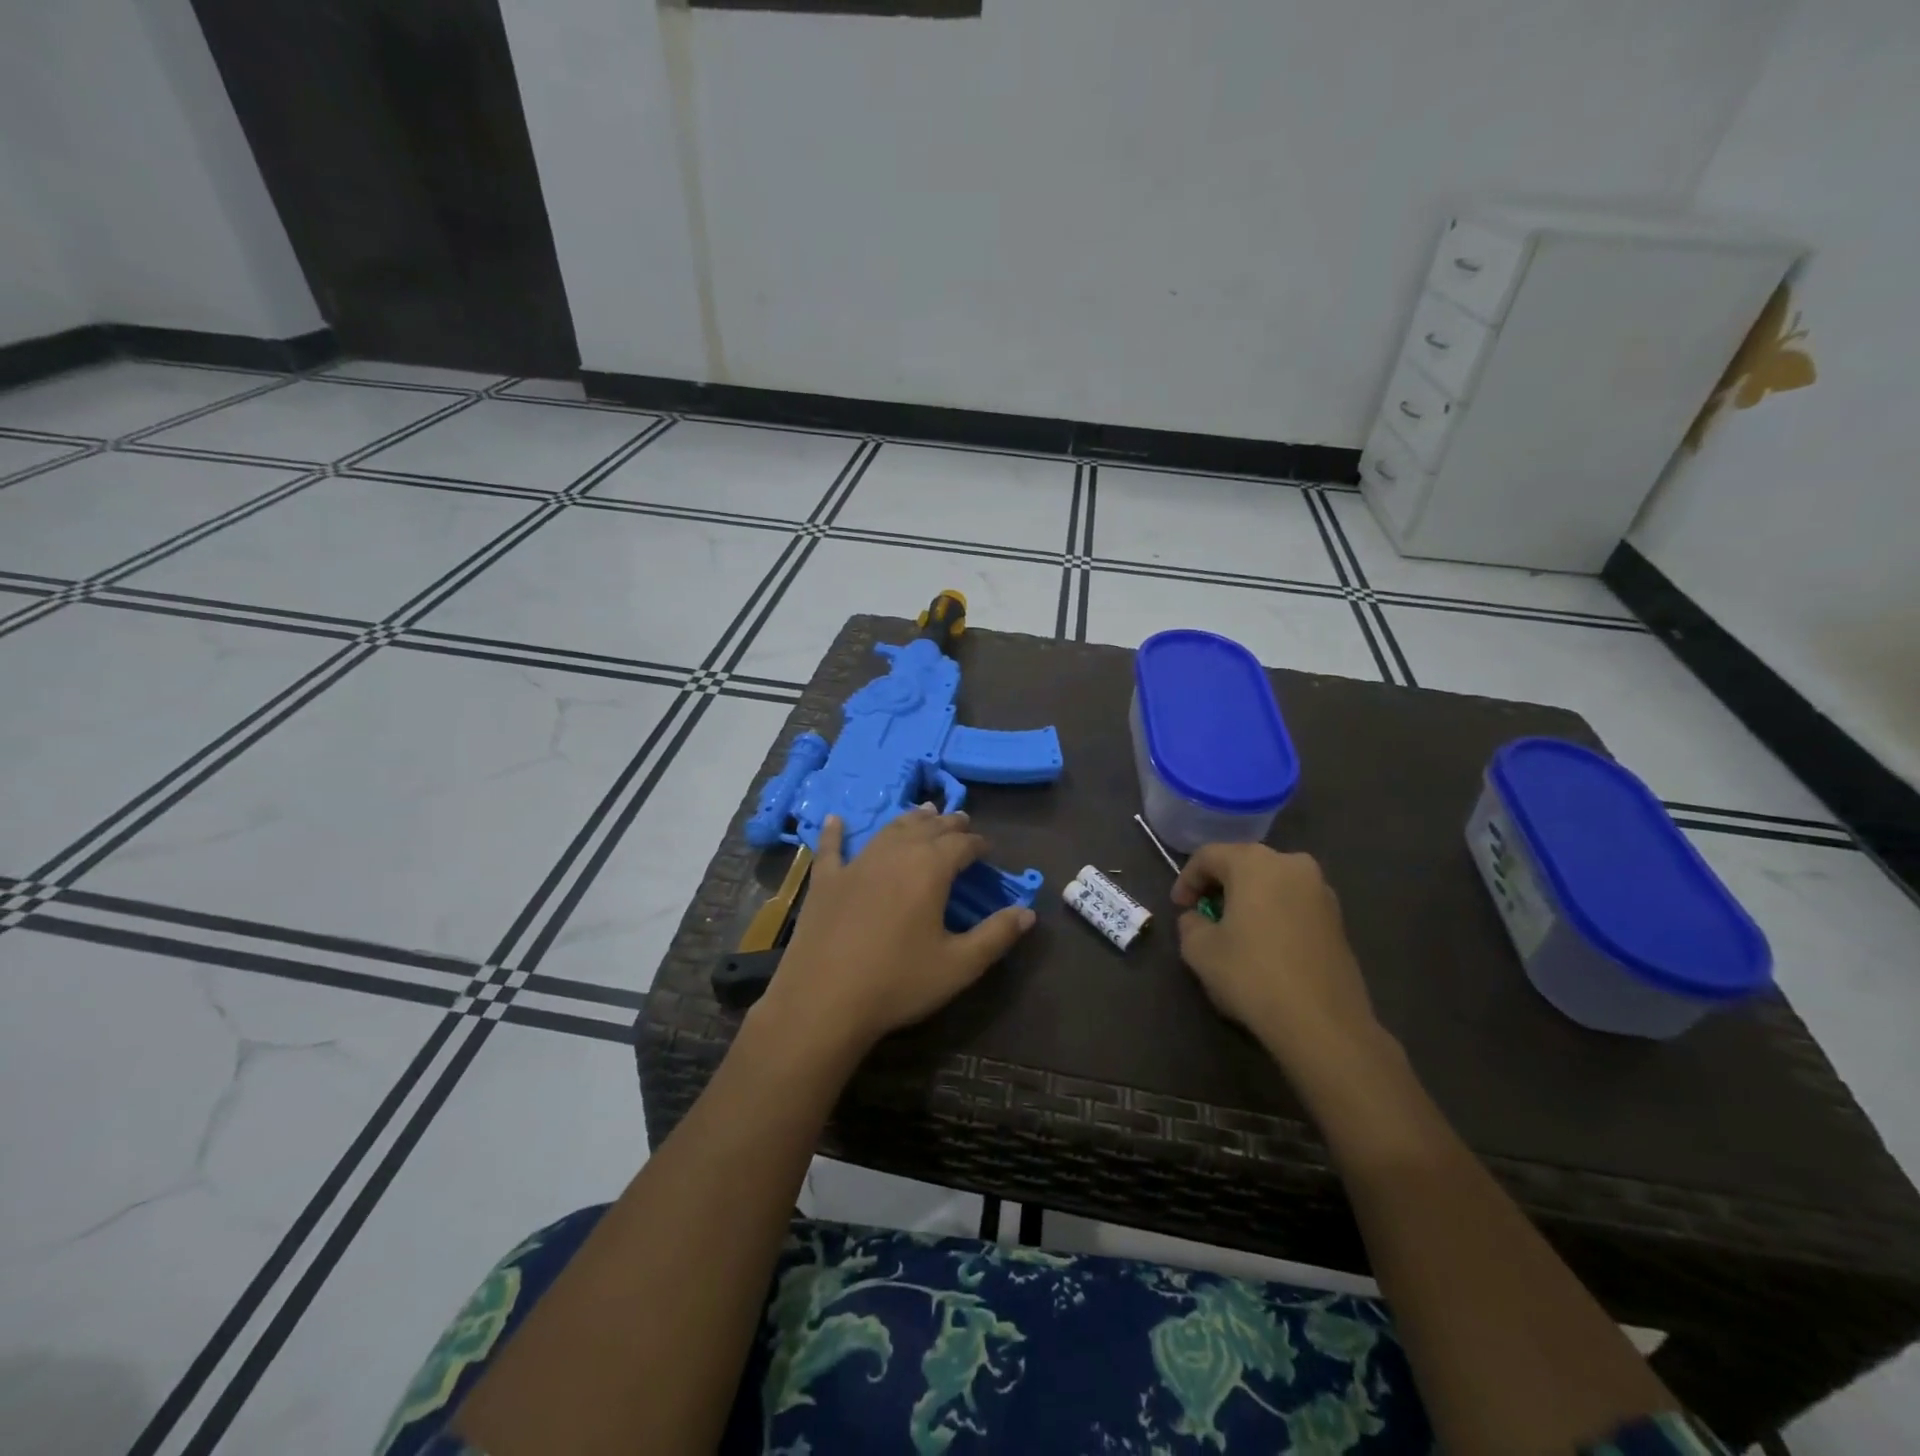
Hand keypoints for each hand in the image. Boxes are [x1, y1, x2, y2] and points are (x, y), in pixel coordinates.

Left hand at [754, 807, 1035, 1057]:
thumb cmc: (898, 982)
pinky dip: (835, 831)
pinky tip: (835, 819)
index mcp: (930, 870)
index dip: (977, 844)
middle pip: (927, 829)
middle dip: (948, 824)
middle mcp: (895, 855)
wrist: (824, 1001)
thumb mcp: (959, 965)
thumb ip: (996, 935)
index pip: (962, 845)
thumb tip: (1028, 912)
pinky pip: (831, 848)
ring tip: (924, 811)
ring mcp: (856, 864)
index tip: (987, 849)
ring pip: (888, 831)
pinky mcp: (825, 881)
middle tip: (961, 821)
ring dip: (910, 819)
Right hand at [1173, 844, 1383, 1075]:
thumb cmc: (1252, 975)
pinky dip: (1273, 913)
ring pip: (1271, 883)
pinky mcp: (1338, 919)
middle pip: (1243, 863)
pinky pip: (1293, 903)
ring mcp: (1321, 890)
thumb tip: (1198, 918)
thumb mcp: (1199, 949)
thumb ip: (1190, 923)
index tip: (1178, 908)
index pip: (1208, 856)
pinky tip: (1264, 944)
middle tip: (1203, 914)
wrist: (1323, 1024)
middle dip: (1219, 886)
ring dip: (1248, 899)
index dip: (1186, 880)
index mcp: (1254, 862)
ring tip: (1233, 930)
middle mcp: (1292, 864)